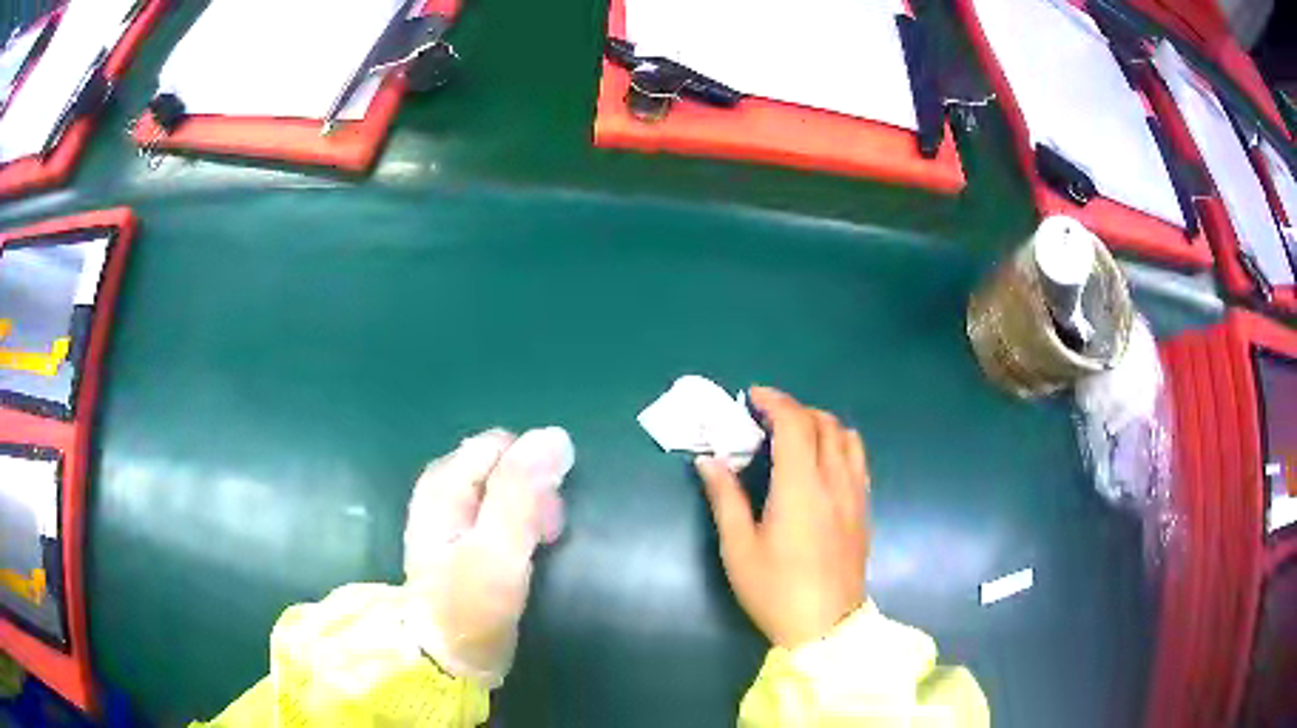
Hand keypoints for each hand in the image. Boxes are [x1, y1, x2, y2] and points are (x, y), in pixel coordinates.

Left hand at [403, 427, 573, 687]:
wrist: (447, 661)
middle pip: (503, 464)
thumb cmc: (469, 608)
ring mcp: (450, 516)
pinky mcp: (462, 540)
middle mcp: (442, 490)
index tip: (543, 518)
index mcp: (443, 484)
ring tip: (537, 549)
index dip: (532, 474)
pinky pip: (500, 512)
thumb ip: (519, 492)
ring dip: (530, 512)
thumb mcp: (496, 551)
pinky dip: (519, 526)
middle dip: (533, 492)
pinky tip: (524, 552)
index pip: (501, 446)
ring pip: (505, 489)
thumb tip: (554, 435)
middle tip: (542, 538)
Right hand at [697, 387, 869, 648]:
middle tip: (766, 421)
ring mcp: (855, 494)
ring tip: (796, 438)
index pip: (795, 423)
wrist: (826, 626)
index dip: (774, 401)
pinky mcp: (864, 509)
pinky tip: (821, 465)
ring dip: (821, 424)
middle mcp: (835, 481)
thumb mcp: (739, 548)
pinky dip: (839, 445)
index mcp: (801, 487)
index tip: (752, 398)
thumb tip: (708, 461)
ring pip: (847, 437)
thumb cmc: (776, 590)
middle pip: (824, 423)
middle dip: (794, 409)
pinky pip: (858, 459)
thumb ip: (725, 498)